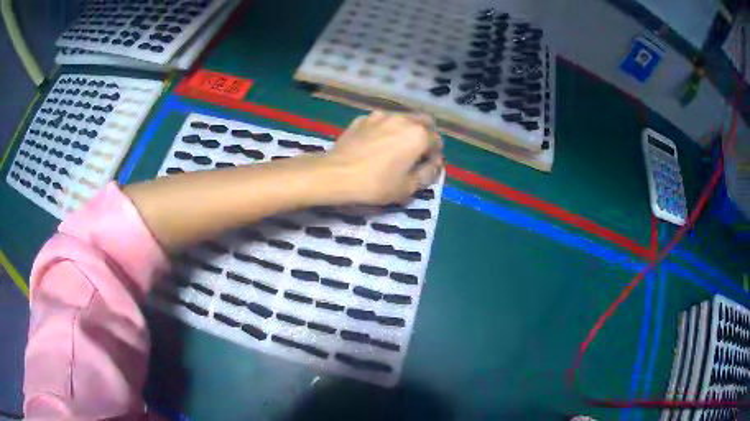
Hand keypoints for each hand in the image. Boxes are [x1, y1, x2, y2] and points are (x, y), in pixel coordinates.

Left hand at [323, 111, 443, 204]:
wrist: (335, 174)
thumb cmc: (375, 184)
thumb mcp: (408, 187)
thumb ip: (428, 173)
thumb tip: (435, 164)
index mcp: (418, 135)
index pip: (437, 141)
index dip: (434, 156)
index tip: (426, 167)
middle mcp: (402, 119)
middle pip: (423, 122)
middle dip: (425, 136)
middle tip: (416, 154)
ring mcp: (381, 115)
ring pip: (402, 118)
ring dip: (406, 130)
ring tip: (396, 147)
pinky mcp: (363, 118)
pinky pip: (382, 121)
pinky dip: (385, 129)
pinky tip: (375, 144)